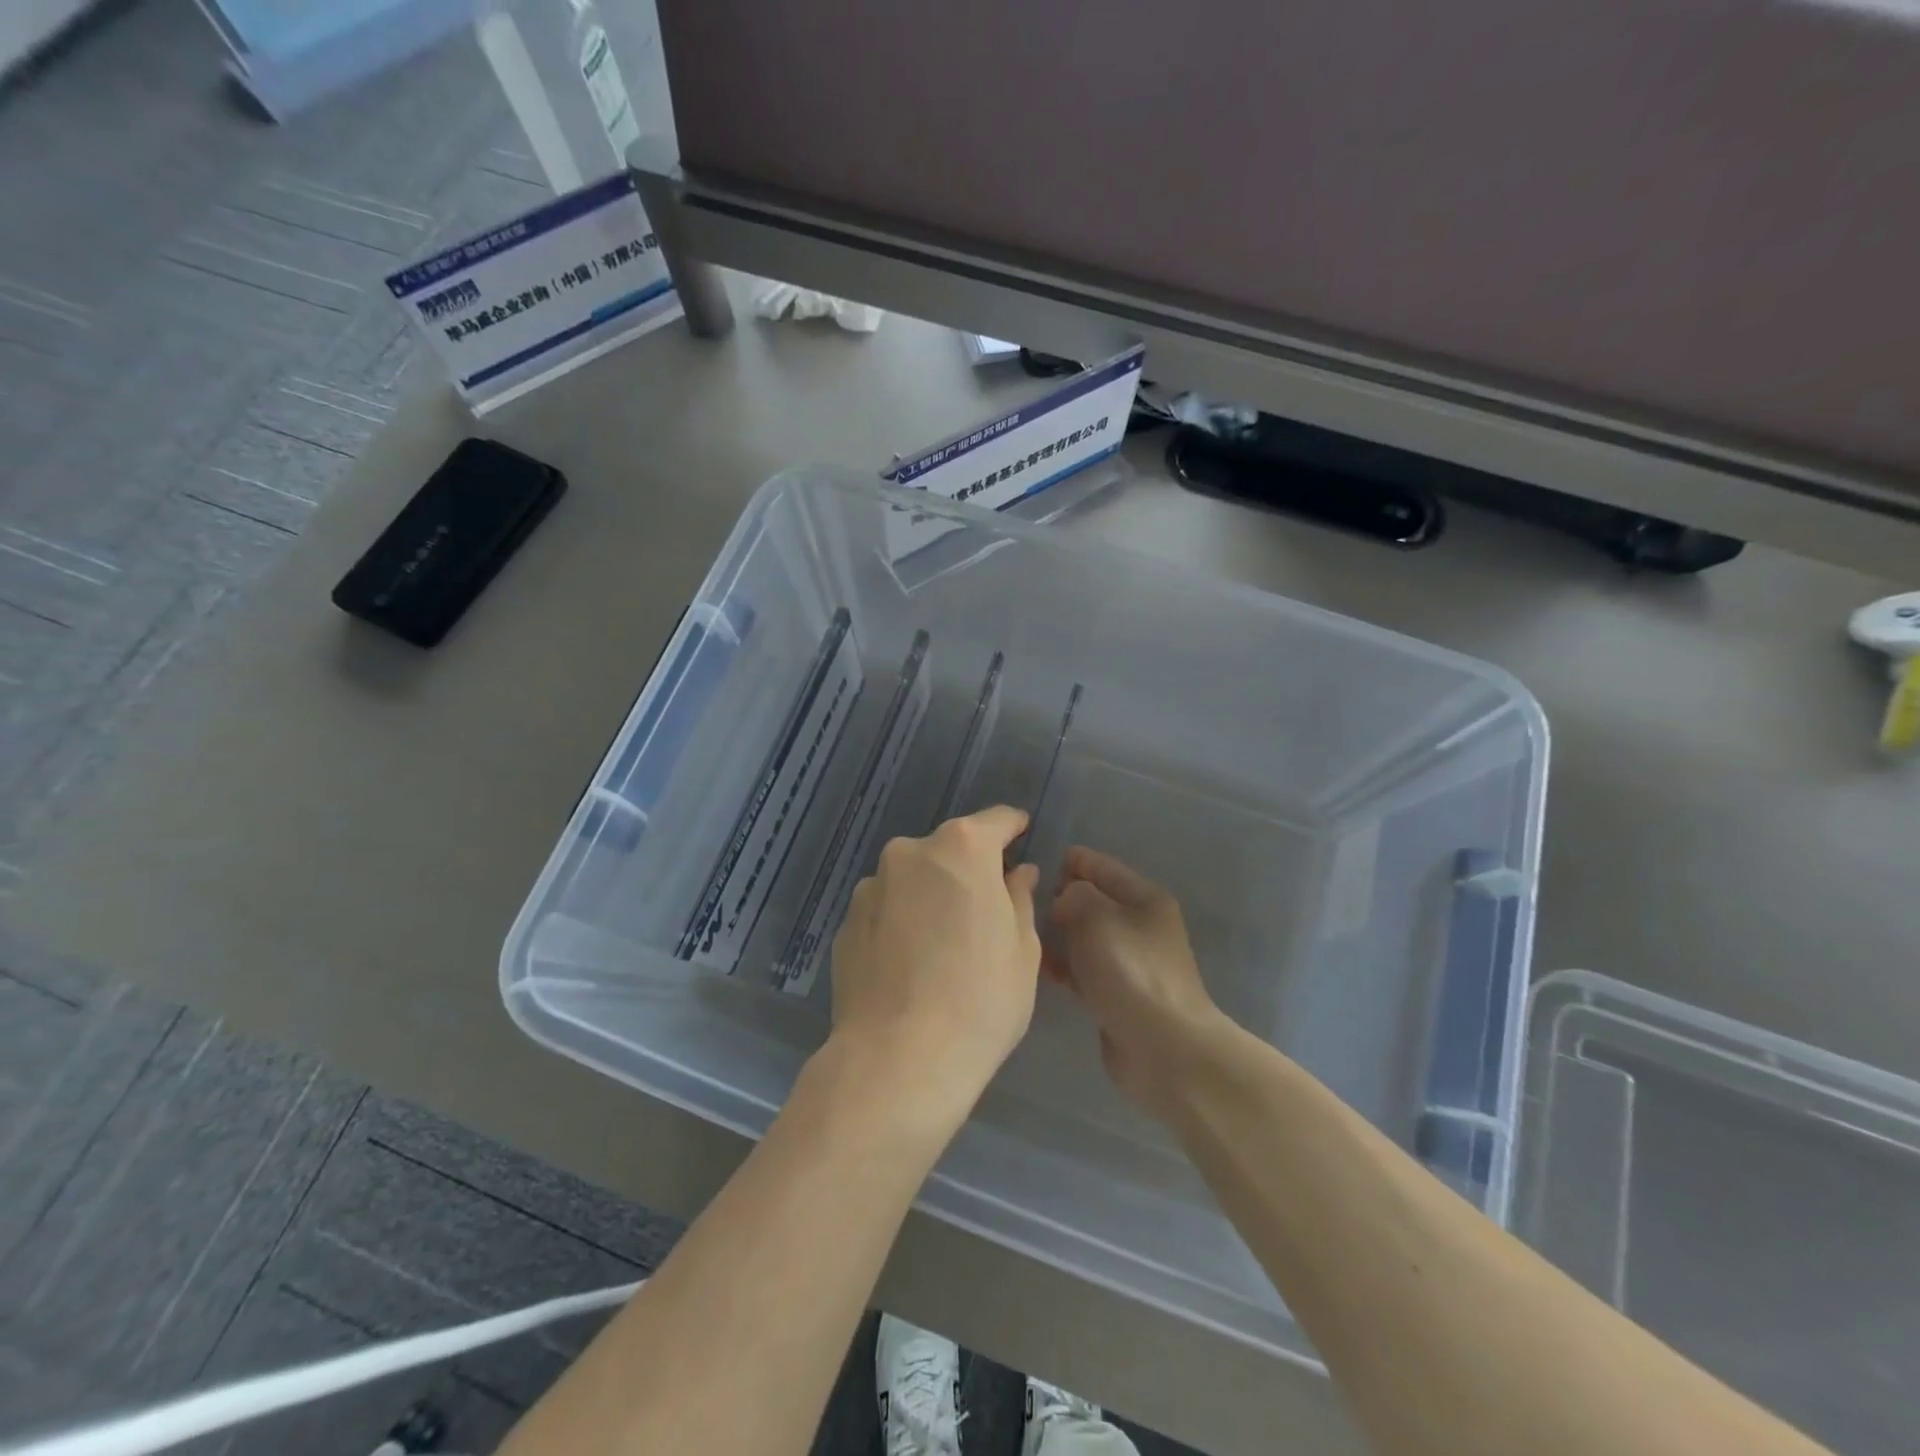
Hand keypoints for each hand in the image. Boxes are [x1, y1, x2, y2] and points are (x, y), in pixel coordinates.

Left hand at [828, 806, 1042, 1118]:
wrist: (898, 1060)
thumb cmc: (980, 1000)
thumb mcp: (1022, 951)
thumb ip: (1019, 899)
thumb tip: (1018, 873)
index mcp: (962, 849)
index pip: (995, 821)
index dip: (1012, 826)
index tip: (1022, 832)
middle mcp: (910, 853)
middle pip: (949, 850)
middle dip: (968, 870)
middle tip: (985, 909)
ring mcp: (870, 887)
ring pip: (913, 880)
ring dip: (930, 897)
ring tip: (942, 947)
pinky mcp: (845, 923)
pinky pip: (885, 911)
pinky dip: (901, 923)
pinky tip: (910, 966)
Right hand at [1046, 847, 1231, 1120]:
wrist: (1164, 1049)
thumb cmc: (1131, 972)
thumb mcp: (1097, 917)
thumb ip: (1074, 895)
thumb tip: (1064, 901)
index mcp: (1144, 898)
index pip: (1101, 866)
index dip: (1070, 860)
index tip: (1033, 862)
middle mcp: (1139, 925)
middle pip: (1093, 900)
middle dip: (1060, 897)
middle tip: (1020, 899)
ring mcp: (1129, 961)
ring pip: (1085, 935)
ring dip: (1058, 932)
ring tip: (1021, 931)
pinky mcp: (1117, 993)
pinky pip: (1083, 968)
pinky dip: (1063, 964)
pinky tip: (1036, 966)